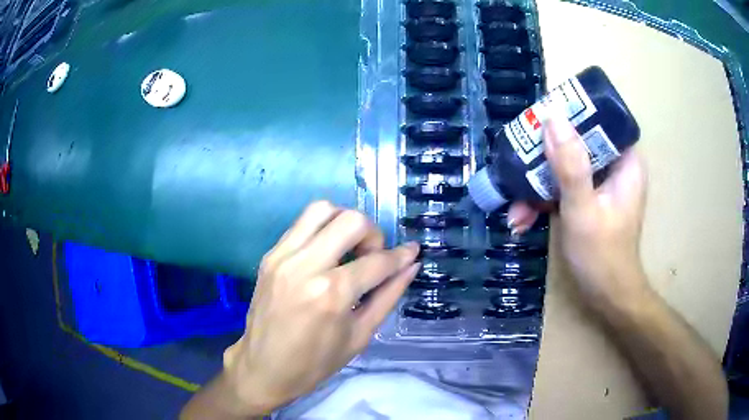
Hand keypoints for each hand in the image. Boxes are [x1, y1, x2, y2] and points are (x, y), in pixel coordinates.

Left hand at [222, 201, 419, 414]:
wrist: (264, 368)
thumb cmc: (316, 362)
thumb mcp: (360, 335)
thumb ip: (388, 296)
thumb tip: (411, 265)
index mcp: (332, 294)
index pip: (377, 261)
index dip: (401, 256)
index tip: (412, 252)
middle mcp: (305, 266)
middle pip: (350, 220)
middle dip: (372, 234)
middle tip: (372, 256)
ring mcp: (282, 256)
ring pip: (322, 209)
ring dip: (344, 221)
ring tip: (349, 248)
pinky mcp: (269, 255)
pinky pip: (301, 224)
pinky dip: (321, 229)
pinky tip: (326, 254)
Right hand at [509, 115, 648, 309]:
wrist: (606, 297)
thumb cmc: (602, 255)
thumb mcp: (583, 209)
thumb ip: (570, 165)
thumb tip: (552, 117)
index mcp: (625, 162)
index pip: (599, 121)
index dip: (570, 116)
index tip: (541, 121)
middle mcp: (614, 167)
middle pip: (577, 143)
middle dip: (544, 159)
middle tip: (518, 165)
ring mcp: (600, 184)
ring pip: (565, 167)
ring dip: (538, 185)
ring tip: (515, 209)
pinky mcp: (588, 199)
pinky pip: (563, 187)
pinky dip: (543, 201)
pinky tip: (522, 219)